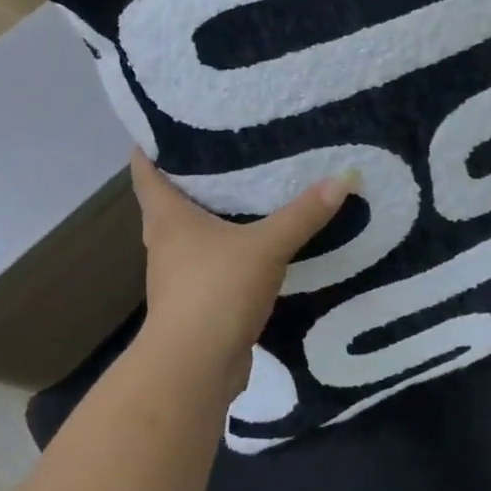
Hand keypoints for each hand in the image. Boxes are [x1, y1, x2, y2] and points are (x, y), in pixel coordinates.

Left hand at [128, 150, 351, 394]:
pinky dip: (227, 250)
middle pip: (168, 199)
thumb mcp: (266, 245)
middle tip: (223, 147)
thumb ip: (303, 213)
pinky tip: (254, 244)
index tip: (163, 120)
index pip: (145, 170)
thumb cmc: (215, 291)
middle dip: (189, 175)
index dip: (149, 143)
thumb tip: (345, 176)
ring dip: (210, 215)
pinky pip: (211, 263)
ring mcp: (177, 275)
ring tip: (244, 190)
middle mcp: (165, 241)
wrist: (195, 369)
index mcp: (167, 217)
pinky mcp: (196, 302)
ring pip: (190, 233)